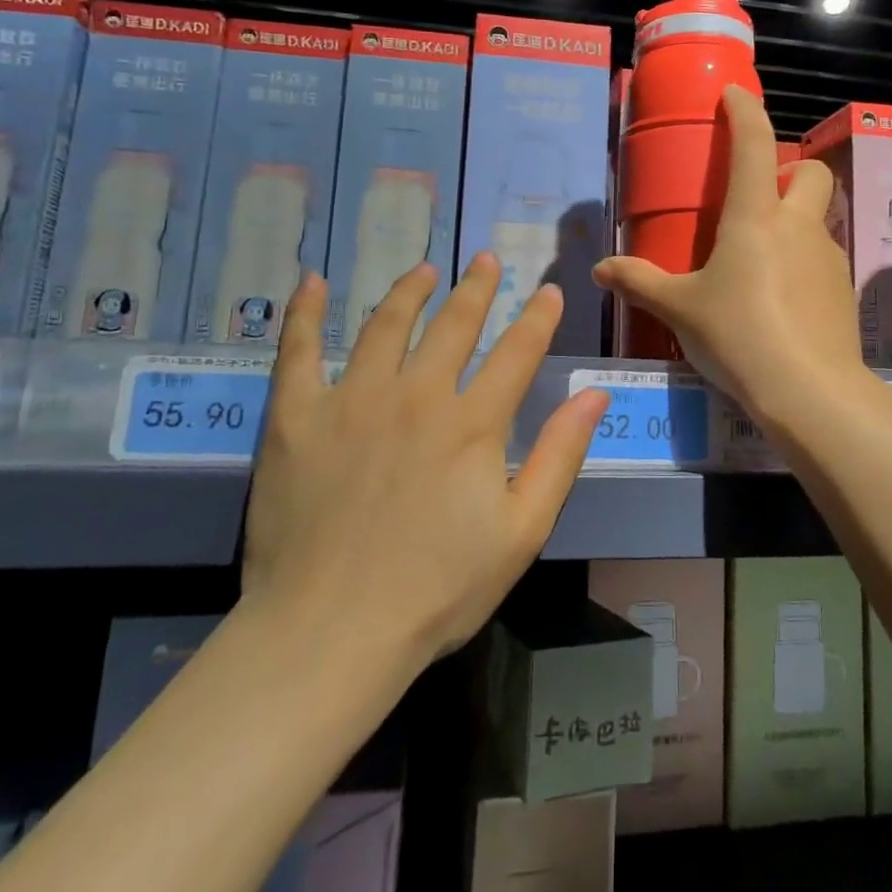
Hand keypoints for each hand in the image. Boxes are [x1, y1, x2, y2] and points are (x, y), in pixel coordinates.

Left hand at [243, 254, 608, 663]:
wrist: (330, 632)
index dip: (537, 317)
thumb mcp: (522, 531)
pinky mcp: (297, 417)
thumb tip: (594, 394)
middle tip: (486, 259)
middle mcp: (416, 395)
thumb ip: (560, 456)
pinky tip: (312, 283)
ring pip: (385, 325)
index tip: (549, 290)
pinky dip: (305, 313)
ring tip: (423, 268)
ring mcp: (352, 400)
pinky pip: (298, 351)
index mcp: (472, 423)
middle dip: (476, 288)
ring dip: (409, 291)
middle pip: (453, 325)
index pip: (516, 352)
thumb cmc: (437, 589)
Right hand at [594, 85, 866, 425]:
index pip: (754, 144)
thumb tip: (600, 270)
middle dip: (789, 169)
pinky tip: (778, 299)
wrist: (810, 391)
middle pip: (810, 172)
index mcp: (755, 217)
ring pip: (817, 219)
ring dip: (793, 221)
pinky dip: (801, 262)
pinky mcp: (843, 290)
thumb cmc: (738, 335)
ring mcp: (828, 257)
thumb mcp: (680, 309)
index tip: (734, 95)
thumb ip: (639, 282)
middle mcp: (798, 226)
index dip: (744, 111)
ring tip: (758, 260)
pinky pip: (821, 258)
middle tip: (757, 196)